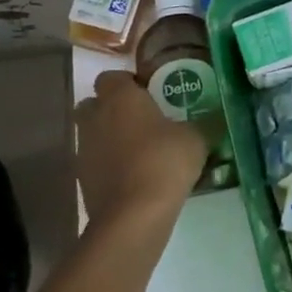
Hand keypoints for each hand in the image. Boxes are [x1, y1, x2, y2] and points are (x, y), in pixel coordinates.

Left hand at [74, 71, 207, 234]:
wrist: (134, 214)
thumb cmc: (164, 161)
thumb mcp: (195, 138)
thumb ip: (198, 124)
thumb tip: (209, 120)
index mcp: (120, 97)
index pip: (112, 77)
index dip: (129, 83)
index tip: (150, 94)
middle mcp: (96, 117)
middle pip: (94, 103)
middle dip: (112, 108)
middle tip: (142, 120)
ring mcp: (84, 148)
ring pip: (93, 133)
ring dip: (110, 137)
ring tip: (140, 151)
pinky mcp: (82, 178)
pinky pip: (95, 161)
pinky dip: (109, 163)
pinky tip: (134, 176)